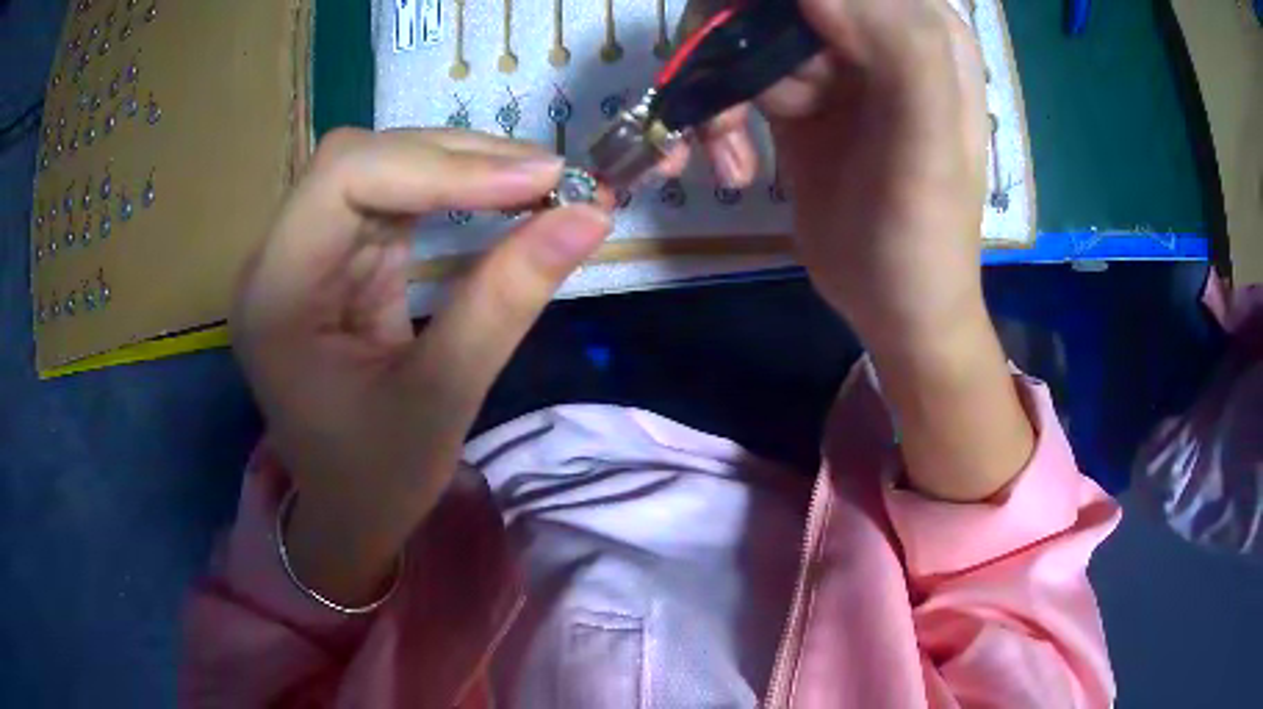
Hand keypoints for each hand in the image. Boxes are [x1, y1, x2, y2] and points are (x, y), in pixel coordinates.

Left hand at [233, 129, 609, 603]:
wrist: (347, 512)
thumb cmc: (378, 478)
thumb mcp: (442, 399)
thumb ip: (506, 300)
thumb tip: (590, 214)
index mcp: (277, 295)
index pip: (343, 179)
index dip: (439, 165)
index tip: (538, 181)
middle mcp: (278, 258)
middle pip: (361, 160)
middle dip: (457, 157)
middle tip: (552, 176)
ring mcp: (305, 252)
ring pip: (380, 167)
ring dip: (461, 165)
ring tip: (538, 181)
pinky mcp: (337, 257)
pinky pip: (392, 197)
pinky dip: (452, 188)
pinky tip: (499, 196)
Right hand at [681, 0, 1032, 500]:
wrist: (892, 307)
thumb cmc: (921, 238)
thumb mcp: (927, 148)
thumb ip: (901, 52)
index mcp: (922, 28)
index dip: (783, 8)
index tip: (764, 58)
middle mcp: (876, 29)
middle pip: (774, 0)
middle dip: (737, 42)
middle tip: (743, 107)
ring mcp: (832, 59)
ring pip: (740, 28)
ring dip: (719, 89)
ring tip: (732, 156)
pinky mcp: (796, 92)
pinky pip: (732, 73)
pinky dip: (716, 116)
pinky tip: (733, 168)